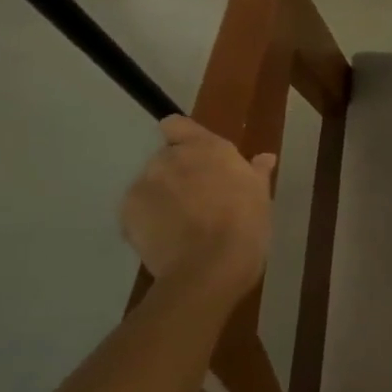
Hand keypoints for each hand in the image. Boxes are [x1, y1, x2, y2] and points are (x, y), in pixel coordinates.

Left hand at [120, 117, 275, 301]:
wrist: (210, 267)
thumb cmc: (245, 225)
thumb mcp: (260, 196)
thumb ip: (257, 172)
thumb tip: (265, 158)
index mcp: (206, 148)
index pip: (177, 124)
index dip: (182, 138)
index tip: (195, 158)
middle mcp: (170, 158)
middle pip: (166, 158)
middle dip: (177, 175)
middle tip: (197, 201)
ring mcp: (144, 184)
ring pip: (150, 185)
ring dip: (161, 198)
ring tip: (180, 226)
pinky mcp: (126, 212)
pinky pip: (136, 211)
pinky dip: (147, 221)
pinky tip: (166, 240)